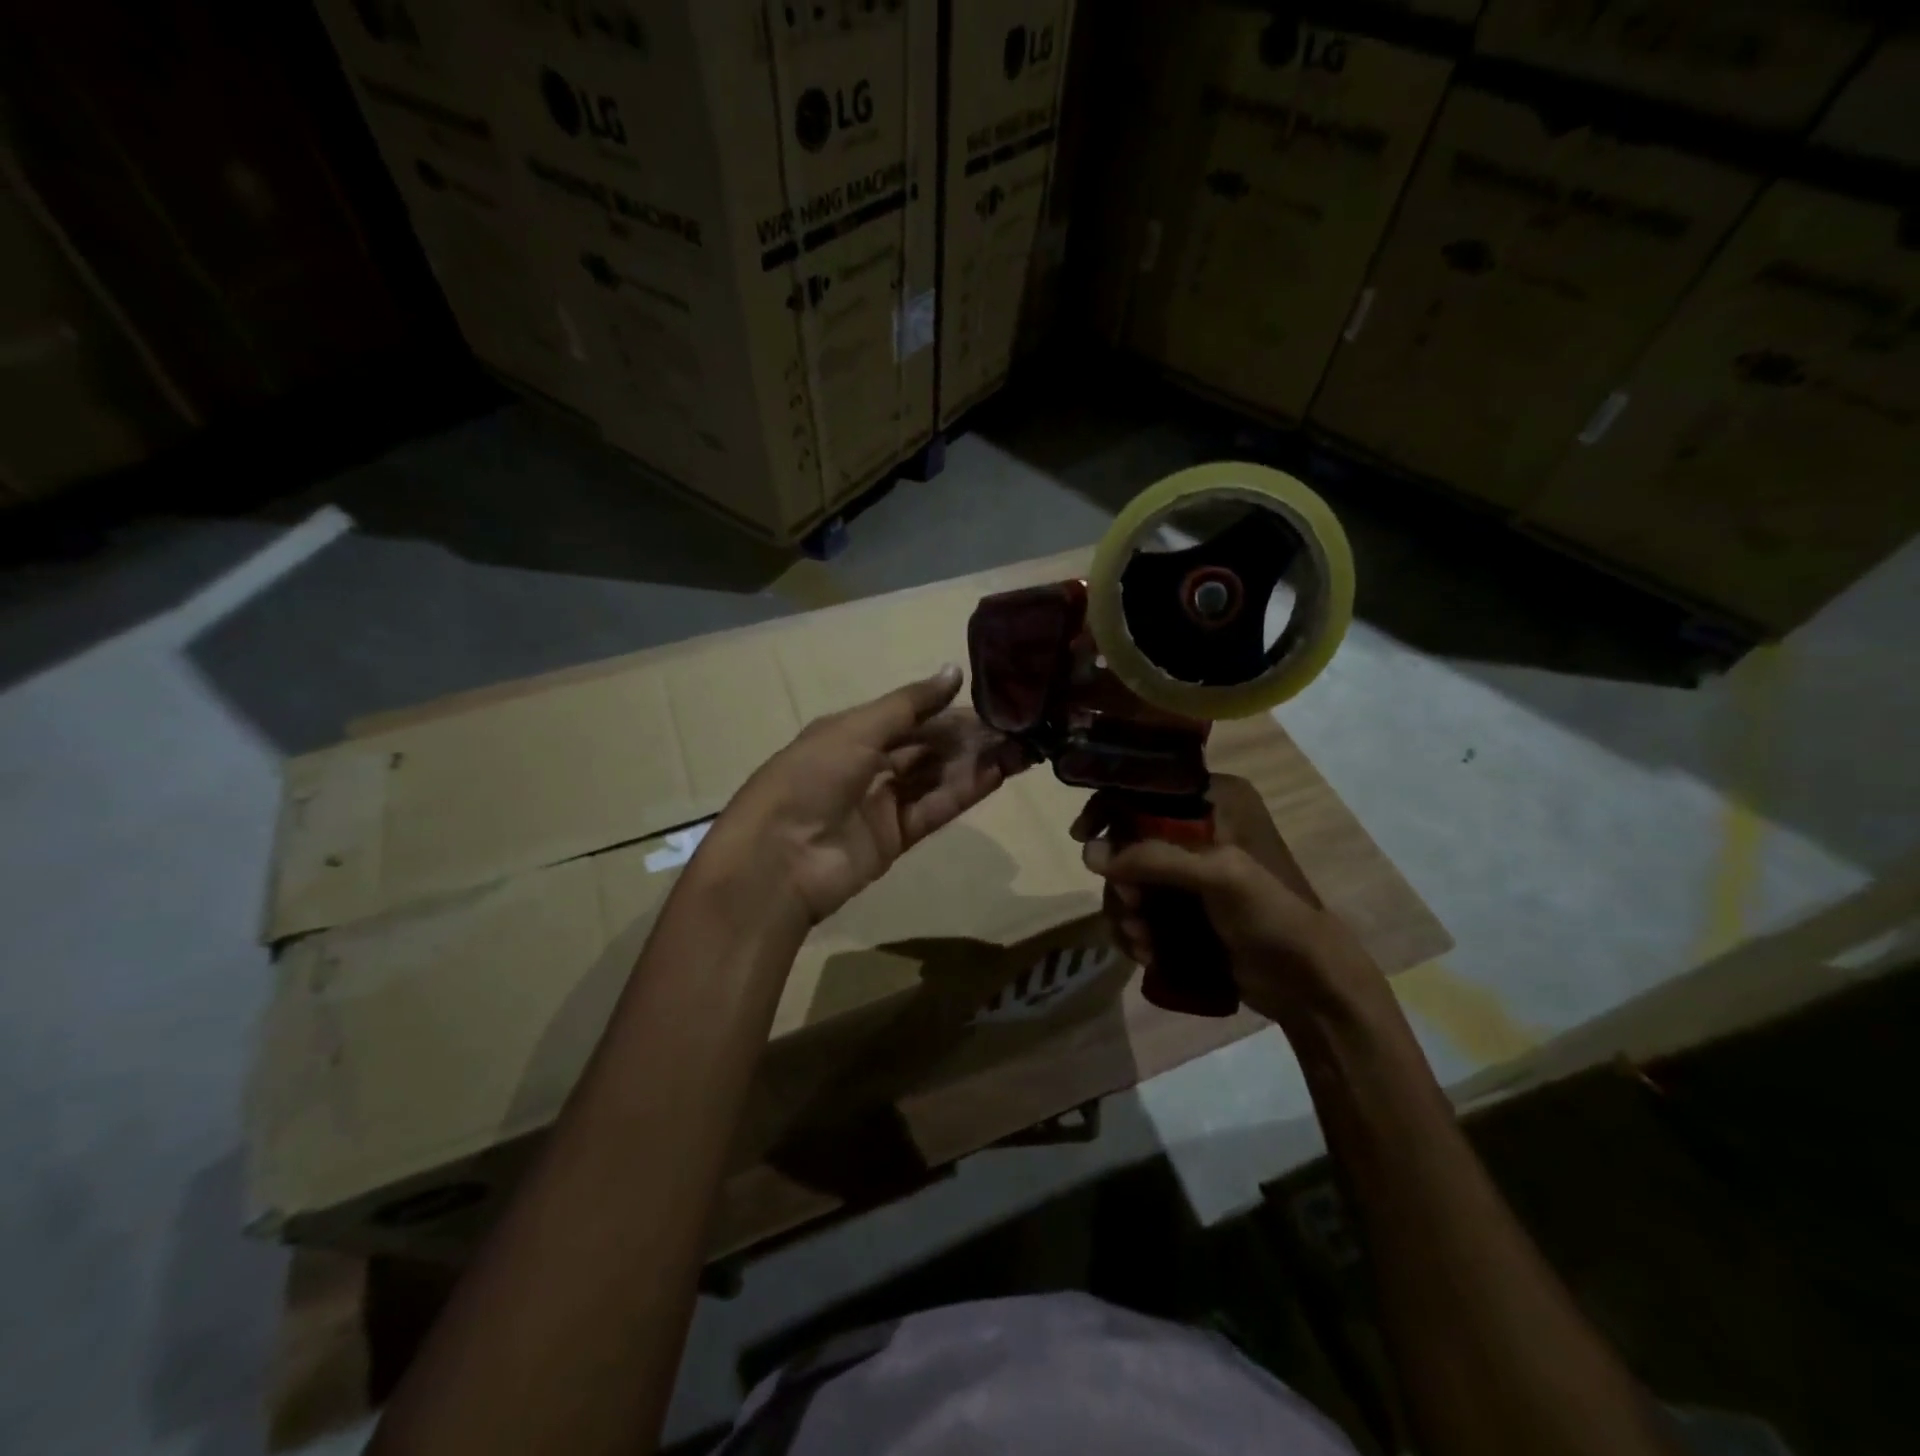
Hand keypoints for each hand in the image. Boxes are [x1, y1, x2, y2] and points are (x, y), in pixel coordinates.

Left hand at [701, 665, 1028, 926]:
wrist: (779, 858)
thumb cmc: (811, 777)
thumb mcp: (856, 728)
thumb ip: (910, 704)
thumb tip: (955, 671)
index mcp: (850, 732)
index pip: (909, 716)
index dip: (947, 709)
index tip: (991, 701)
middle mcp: (868, 764)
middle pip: (926, 747)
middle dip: (968, 737)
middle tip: (1015, 727)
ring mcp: (882, 803)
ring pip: (936, 777)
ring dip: (974, 763)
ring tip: (1020, 748)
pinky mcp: (895, 838)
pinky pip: (935, 809)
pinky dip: (964, 792)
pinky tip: (998, 774)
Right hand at [1072, 775, 1382, 1026]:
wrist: (1309, 985)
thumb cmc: (1272, 915)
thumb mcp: (1218, 876)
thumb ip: (1152, 858)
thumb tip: (1087, 854)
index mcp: (1216, 801)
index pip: (1147, 789)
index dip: (1110, 808)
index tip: (1083, 836)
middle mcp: (1200, 828)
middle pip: (1129, 839)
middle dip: (1121, 880)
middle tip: (1132, 909)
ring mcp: (1191, 871)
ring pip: (1131, 878)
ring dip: (1126, 912)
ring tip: (1141, 942)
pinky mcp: (1186, 907)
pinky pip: (1141, 908)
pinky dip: (1135, 929)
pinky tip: (1146, 953)